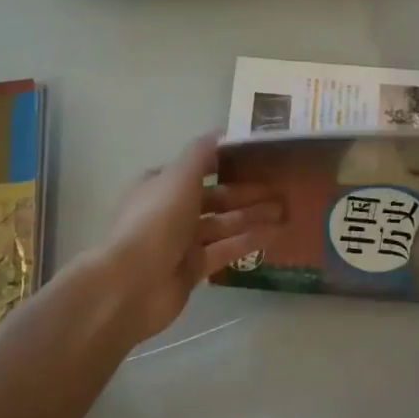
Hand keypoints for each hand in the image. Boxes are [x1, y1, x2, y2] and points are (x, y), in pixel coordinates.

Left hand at [96, 134, 284, 342]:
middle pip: (215, 197)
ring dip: (253, 216)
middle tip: (283, 188)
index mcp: (162, 184)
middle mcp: (171, 210)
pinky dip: (249, 241)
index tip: (259, 157)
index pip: (198, 167)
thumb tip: (221, 132)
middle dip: (247, 192)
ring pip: (224, 223)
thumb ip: (201, 154)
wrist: (131, 284)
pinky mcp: (193, 269)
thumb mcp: (179, 177)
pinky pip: (225, 250)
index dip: (227, 161)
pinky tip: (276, 234)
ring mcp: (182, 242)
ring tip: (287, 210)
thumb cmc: (155, 221)